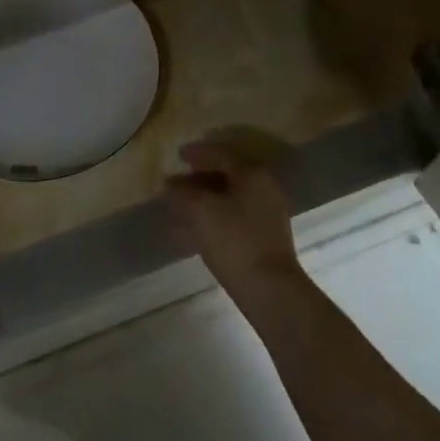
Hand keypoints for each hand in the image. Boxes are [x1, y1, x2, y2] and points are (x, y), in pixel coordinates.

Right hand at [165, 141, 303, 294]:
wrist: (269, 288)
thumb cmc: (234, 240)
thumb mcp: (200, 211)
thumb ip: (182, 194)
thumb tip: (171, 186)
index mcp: (252, 174)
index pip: (221, 154)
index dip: (197, 153)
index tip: (178, 155)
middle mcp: (263, 189)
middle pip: (226, 176)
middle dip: (197, 179)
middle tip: (175, 184)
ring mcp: (265, 214)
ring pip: (227, 199)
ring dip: (202, 201)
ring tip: (177, 209)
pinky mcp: (262, 237)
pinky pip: (231, 218)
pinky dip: (210, 219)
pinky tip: (190, 232)